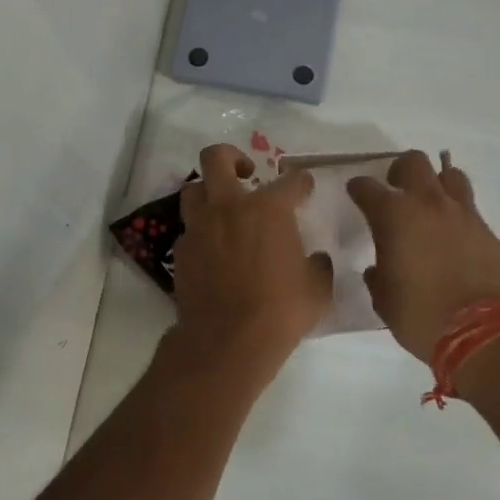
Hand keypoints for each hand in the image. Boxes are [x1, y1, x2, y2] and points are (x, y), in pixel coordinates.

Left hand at [172, 144, 333, 364]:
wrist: (227, 342)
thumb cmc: (280, 311)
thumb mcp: (317, 289)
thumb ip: (318, 265)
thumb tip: (315, 259)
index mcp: (269, 209)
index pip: (291, 181)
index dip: (301, 183)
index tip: (304, 189)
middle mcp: (230, 207)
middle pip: (217, 158)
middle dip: (232, 157)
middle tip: (246, 173)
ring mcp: (200, 227)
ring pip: (193, 189)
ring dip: (208, 192)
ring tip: (223, 208)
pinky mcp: (182, 251)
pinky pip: (189, 229)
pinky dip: (201, 231)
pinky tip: (213, 249)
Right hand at [347, 151, 499, 361]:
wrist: (483, 332)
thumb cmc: (422, 316)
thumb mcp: (385, 301)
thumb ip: (377, 277)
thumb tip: (377, 269)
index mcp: (394, 217)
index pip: (367, 187)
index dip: (358, 188)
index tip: (356, 193)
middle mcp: (427, 204)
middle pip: (414, 162)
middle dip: (400, 171)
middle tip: (395, 189)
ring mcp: (461, 213)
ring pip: (449, 174)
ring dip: (435, 182)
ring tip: (429, 203)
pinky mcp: (485, 228)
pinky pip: (468, 204)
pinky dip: (456, 209)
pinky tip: (451, 230)